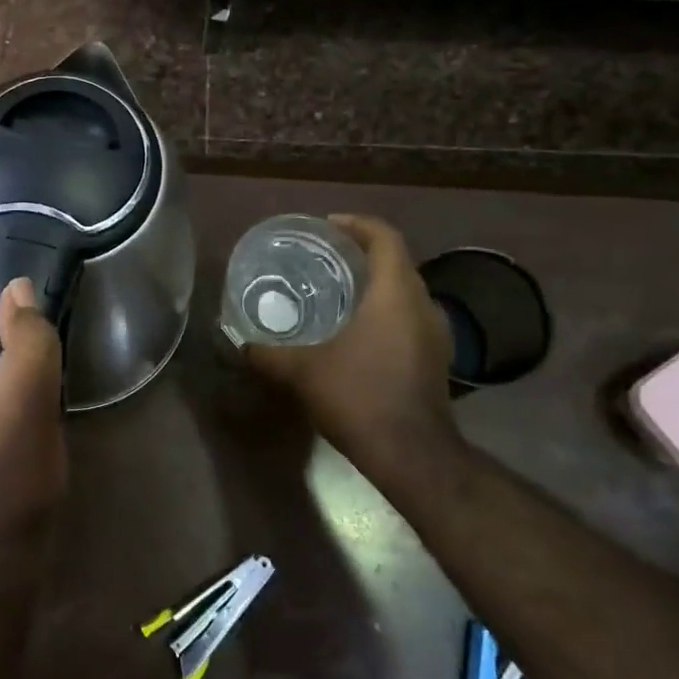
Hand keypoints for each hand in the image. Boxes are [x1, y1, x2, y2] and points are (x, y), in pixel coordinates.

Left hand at [0, 276, 66, 566]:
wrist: (1, 563)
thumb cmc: (12, 484)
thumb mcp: (29, 406)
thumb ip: (26, 342)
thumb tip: (17, 286)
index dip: (6, 349)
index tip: (28, 385)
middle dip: (5, 372)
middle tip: (26, 412)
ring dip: (4, 392)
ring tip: (20, 429)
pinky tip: (9, 441)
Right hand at [246, 215, 461, 458]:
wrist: (412, 454)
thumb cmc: (358, 396)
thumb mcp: (302, 372)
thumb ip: (268, 353)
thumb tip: (241, 344)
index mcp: (395, 293)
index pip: (385, 237)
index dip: (357, 224)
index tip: (327, 227)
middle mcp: (424, 305)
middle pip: (396, 262)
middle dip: (361, 255)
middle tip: (323, 260)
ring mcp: (437, 334)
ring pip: (406, 292)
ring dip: (375, 286)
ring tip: (336, 294)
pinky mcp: (437, 359)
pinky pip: (410, 319)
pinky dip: (385, 313)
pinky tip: (357, 334)